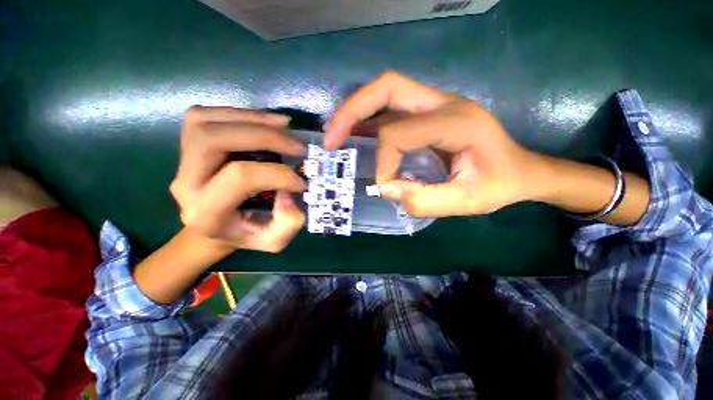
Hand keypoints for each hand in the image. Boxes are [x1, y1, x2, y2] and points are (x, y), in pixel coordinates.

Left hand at [170, 106, 306, 252]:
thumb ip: (288, 222)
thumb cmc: (245, 234)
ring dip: (251, 119)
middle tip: (296, 145)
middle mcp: (186, 183)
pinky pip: (206, 116)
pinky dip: (241, 114)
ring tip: (284, 126)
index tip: (302, 182)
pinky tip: (267, 122)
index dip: (278, 174)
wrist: (212, 228)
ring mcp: (181, 161)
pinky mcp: (188, 146)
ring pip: (205, 121)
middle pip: (212, 139)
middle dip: (262, 136)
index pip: (241, 177)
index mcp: (206, 212)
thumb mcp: (274, 240)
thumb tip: (290, 191)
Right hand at [325, 72, 539, 217]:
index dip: (384, 162)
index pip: (399, 134)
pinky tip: (355, 134)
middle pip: (387, 88)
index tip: (386, 185)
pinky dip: (368, 119)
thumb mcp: (467, 202)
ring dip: (356, 112)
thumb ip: (425, 201)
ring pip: (386, 93)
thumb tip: (387, 188)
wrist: (522, 170)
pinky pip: (391, 108)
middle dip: (352, 111)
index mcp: (457, 122)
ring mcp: (436, 104)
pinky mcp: (429, 113)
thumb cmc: (500, 185)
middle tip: (331, 138)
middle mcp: (444, 103)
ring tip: (335, 134)